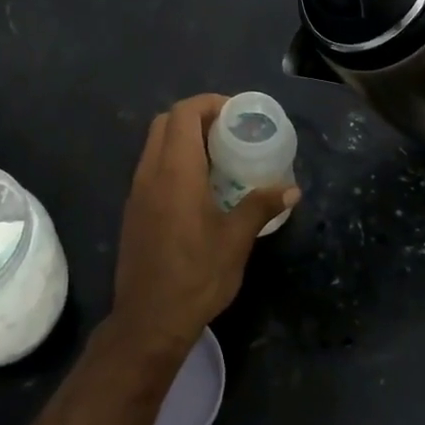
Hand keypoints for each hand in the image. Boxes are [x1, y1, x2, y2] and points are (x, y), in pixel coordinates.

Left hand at [108, 95, 298, 359]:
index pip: (184, 113)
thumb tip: (291, 188)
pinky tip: (198, 187)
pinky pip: (151, 167)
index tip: (237, 114)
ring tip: (218, 156)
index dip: (209, 103)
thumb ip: (260, 206)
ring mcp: (137, 191)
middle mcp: (150, 172)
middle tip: (229, 132)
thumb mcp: (236, 240)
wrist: (149, 320)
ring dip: (183, 139)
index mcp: (175, 171)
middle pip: (166, 122)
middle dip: (197, 117)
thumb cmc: (197, 276)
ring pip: (155, 144)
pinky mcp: (133, 210)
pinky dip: (173, 161)